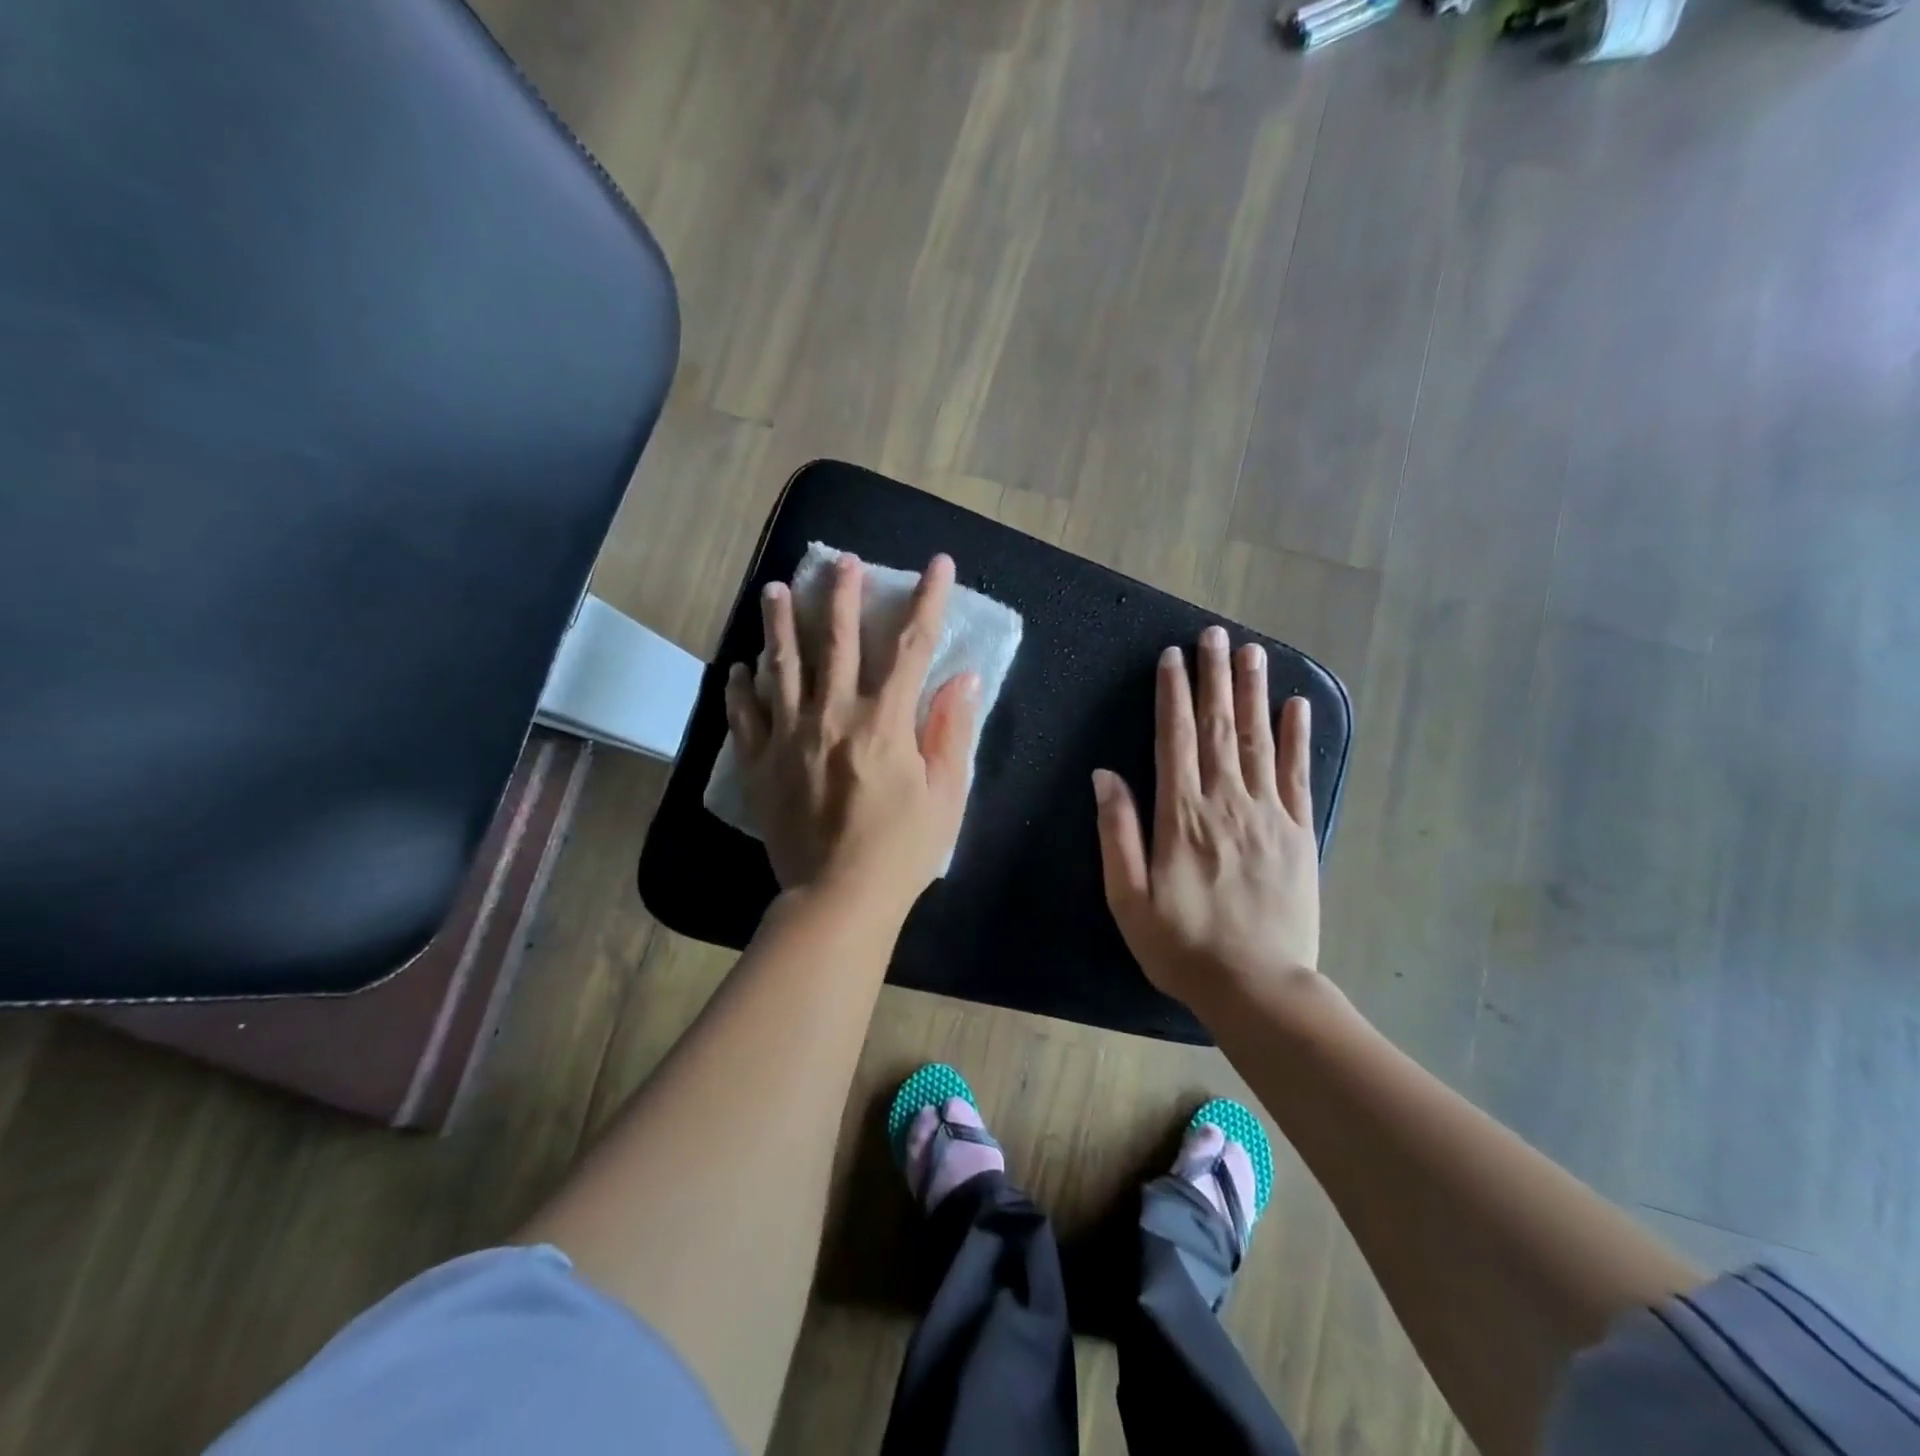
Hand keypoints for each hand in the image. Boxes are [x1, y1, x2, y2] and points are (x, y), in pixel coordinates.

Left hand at [724, 551, 977, 916]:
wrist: (837, 899)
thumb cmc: (902, 850)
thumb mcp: (945, 794)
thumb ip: (951, 731)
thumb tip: (963, 678)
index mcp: (885, 723)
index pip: (911, 647)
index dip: (927, 600)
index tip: (937, 564)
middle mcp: (833, 716)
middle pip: (835, 641)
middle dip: (841, 595)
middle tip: (840, 561)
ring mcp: (789, 737)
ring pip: (782, 666)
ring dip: (780, 623)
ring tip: (775, 589)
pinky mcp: (760, 764)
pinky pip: (746, 715)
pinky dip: (742, 687)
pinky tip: (741, 666)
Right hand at [1093, 626, 1320, 1012]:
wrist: (1258, 988)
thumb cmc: (1182, 945)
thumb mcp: (1128, 898)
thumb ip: (1116, 833)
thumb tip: (1105, 775)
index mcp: (1180, 816)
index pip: (1175, 739)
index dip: (1172, 694)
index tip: (1172, 657)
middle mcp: (1225, 802)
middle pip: (1219, 727)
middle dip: (1214, 677)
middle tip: (1215, 634)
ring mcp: (1268, 814)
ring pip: (1258, 740)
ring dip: (1253, 693)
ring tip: (1252, 651)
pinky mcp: (1298, 833)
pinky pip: (1296, 774)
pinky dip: (1296, 737)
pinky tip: (1296, 706)